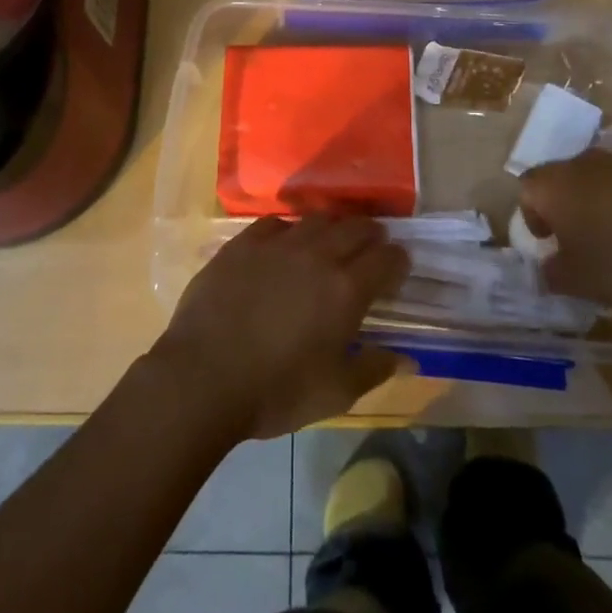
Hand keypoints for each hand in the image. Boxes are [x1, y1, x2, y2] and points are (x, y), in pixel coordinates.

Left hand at [151, 216, 410, 441]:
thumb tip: (407, 358)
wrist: (204, 376)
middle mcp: (317, 255)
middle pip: (354, 229)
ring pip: (317, 219)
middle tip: (373, 244)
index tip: (399, 265)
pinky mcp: (243, 243)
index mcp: (346, 289)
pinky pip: (275, 222)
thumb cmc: (276, 391)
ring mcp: (278, 244)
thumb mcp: (335, 393)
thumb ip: (374, 369)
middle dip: (371, 234)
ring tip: (333, 238)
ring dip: (333, 226)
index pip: (385, 259)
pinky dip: (290, 228)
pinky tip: (286, 240)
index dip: (397, 259)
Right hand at [518, 150, 611, 318]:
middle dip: (564, 210)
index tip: (550, 246)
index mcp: (554, 184)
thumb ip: (551, 274)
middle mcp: (581, 163)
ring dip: (596, 206)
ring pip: (594, 182)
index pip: (527, 191)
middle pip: (560, 181)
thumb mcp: (579, 282)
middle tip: (579, 245)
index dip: (533, 218)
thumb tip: (546, 268)